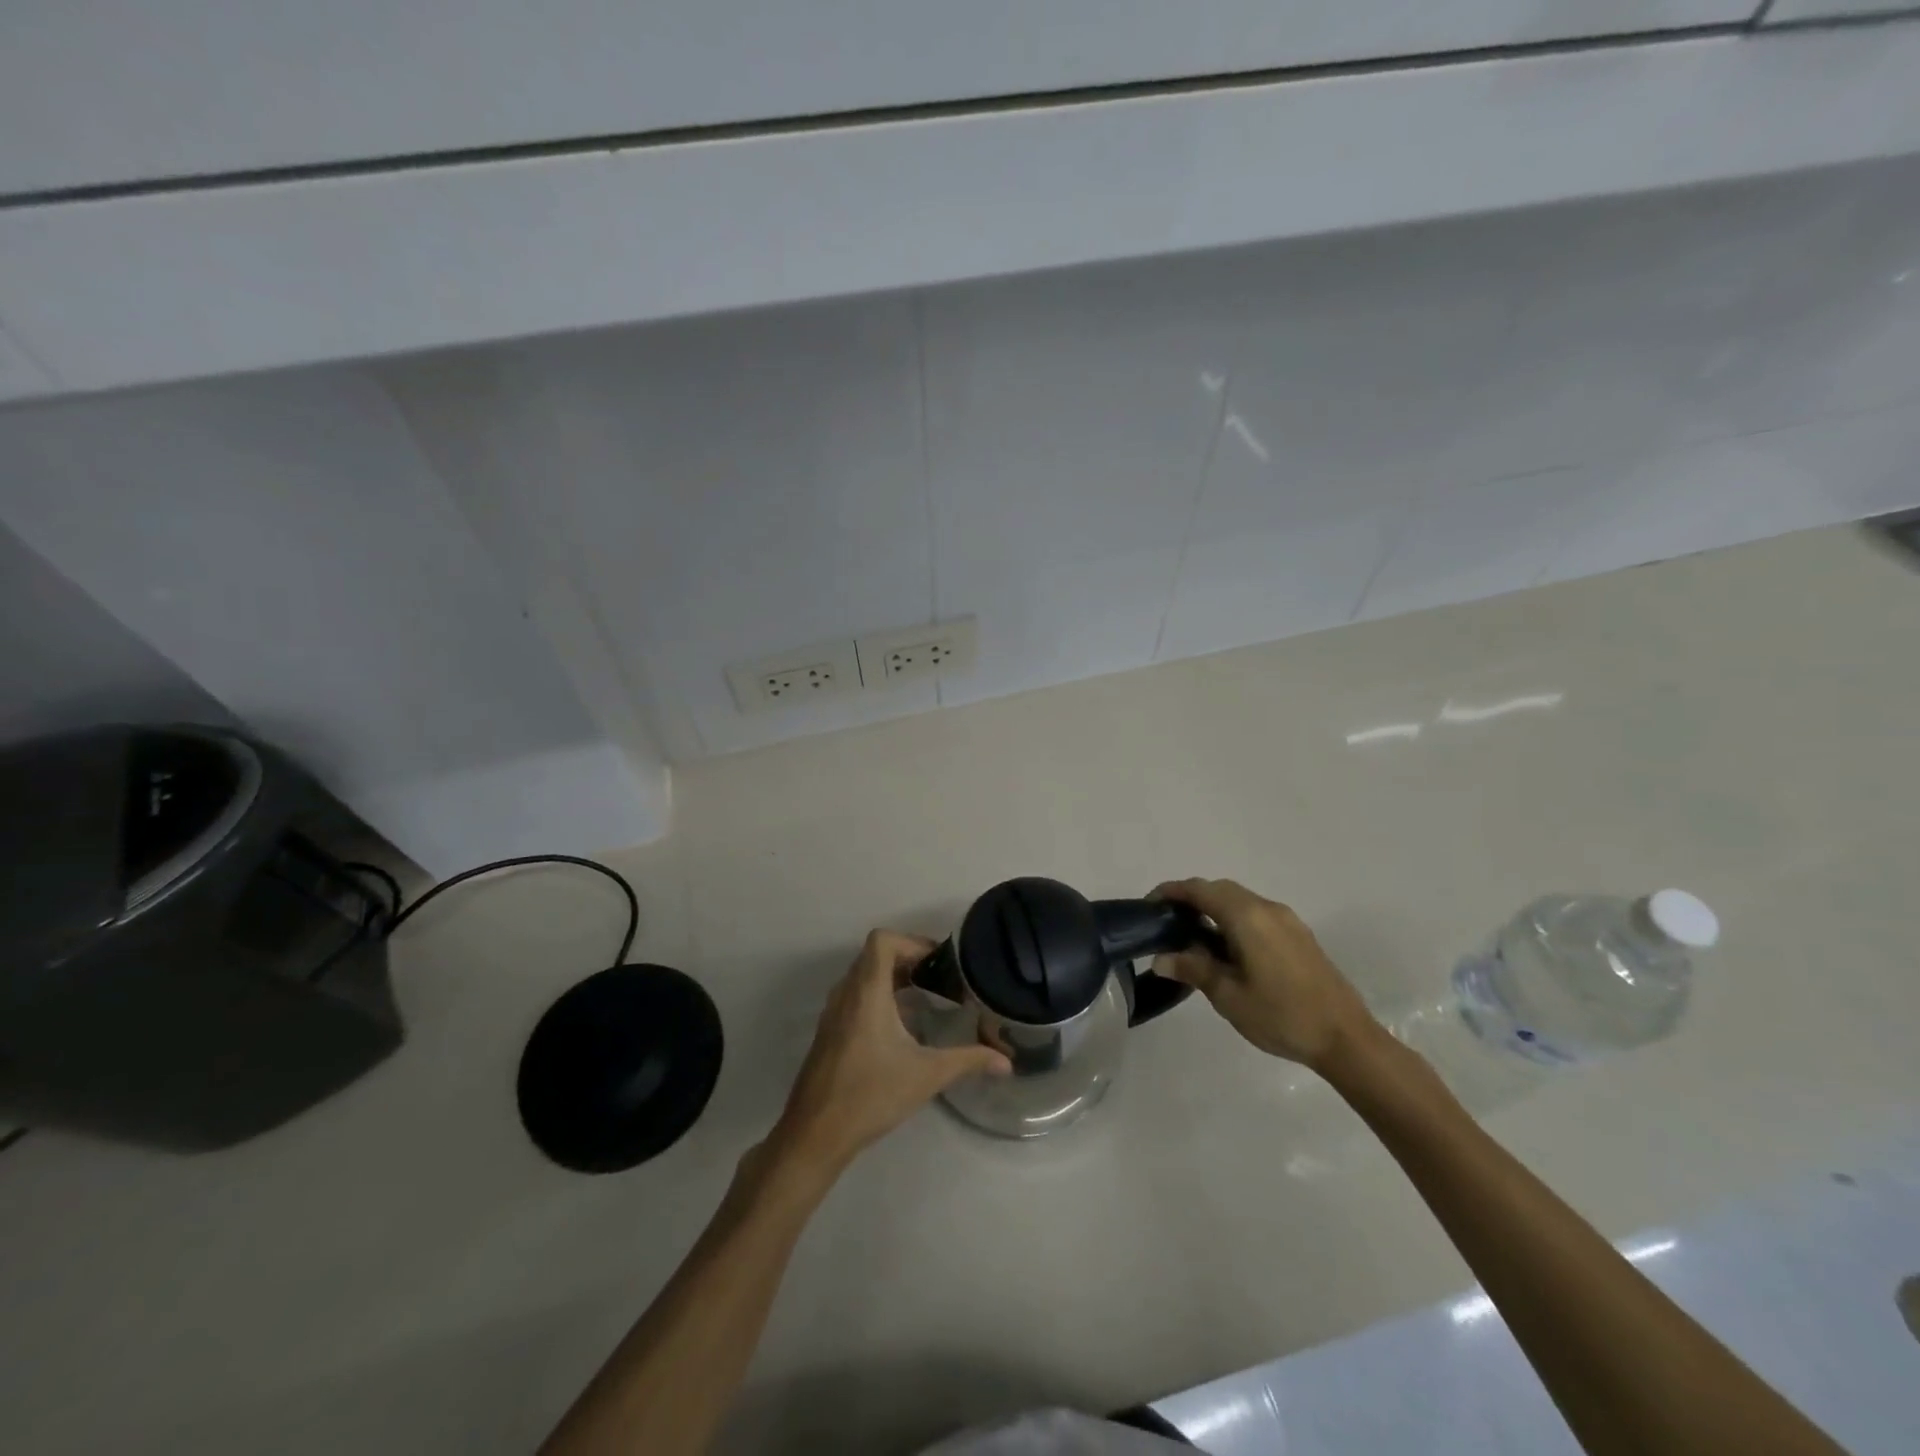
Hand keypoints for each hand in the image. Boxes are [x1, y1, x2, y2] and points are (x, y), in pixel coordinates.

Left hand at [770, 930, 1009, 1177]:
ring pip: (864, 975)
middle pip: (875, 955)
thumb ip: (968, 1061)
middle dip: (909, 959)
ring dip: (893, 977)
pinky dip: (879, 996)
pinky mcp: (830, 1031)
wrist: (815, 1134)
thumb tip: (1007, 1062)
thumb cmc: (871, 1095)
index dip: (912, 942)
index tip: (939, 962)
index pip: (882, 940)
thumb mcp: (927, 1075)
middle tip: (940, 978)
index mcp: (866, 992)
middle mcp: (846, 993)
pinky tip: (902, 1026)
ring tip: (926, 996)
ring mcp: (834, 1012)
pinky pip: (855, 995)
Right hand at [1152, 879, 1379, 1073]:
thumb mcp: (1228, 996)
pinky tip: (1227, 949)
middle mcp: (1267, 908)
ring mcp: (1287, 920)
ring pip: (1240, 900)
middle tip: (1167, 923)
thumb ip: (1193, 969)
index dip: (1171, 892)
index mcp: (1246, 917)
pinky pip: (1256, 914)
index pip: (1200, 890)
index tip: (1149, 905)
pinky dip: (1234, 919)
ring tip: (1192, 938)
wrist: (1346, 1038)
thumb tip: (1160, 958)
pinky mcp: (1298, 935)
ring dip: (1214, 909)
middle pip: (1220, 890)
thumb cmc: (1281, 1015)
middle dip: (1191, 899)